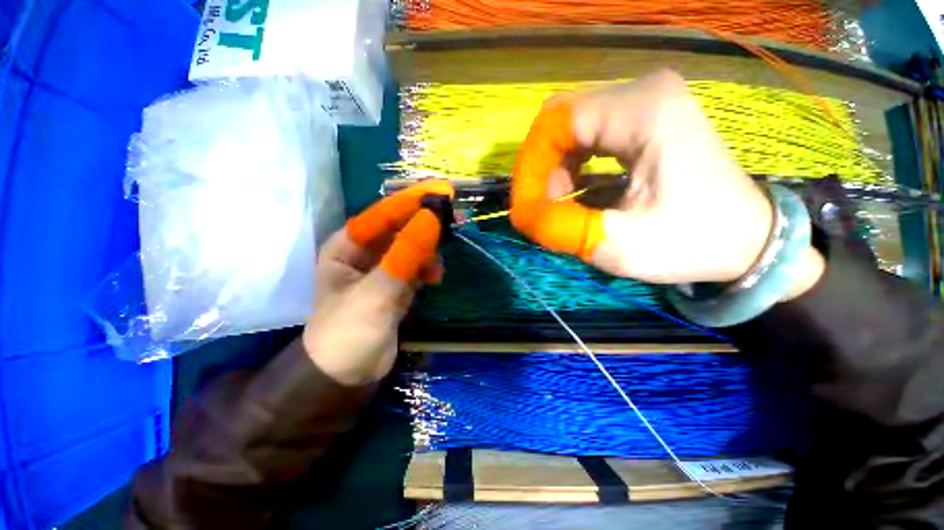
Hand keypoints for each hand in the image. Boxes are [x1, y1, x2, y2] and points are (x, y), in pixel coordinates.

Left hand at [303, 179, 453, 385]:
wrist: (347, 376)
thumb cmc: (349, 332)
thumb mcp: (376, 292)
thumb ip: (404, 256)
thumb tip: (432, 218)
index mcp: (347, 246)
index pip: (383, 214)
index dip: (411, 201)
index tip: (442, 191)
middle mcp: (364, 253)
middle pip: (400, 228)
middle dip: (425, 224)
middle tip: (454, 220)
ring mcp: (382, 269)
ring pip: (411, 247)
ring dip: (428, 249)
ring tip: (440, 262)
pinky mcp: (396, 285)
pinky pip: (416, 266)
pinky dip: (428, 268)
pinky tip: (435, 276)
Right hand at [511, 69, 822, 296]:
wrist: (748, 239)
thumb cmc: (693, 242)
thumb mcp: (620, 245)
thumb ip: (562, 229)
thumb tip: (520, 216)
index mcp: (644, 111)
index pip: (556, 122)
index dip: (531, 167)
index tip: (526, 207)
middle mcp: (643, 92)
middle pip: (560, 120)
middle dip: (539, 168)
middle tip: (539, 207)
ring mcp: (645, 102)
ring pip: (570, 127)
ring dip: (553, 168)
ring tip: (556, 204)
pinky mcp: (644, 119)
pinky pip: (587, 134)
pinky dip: (569, 165)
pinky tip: (573, 192)